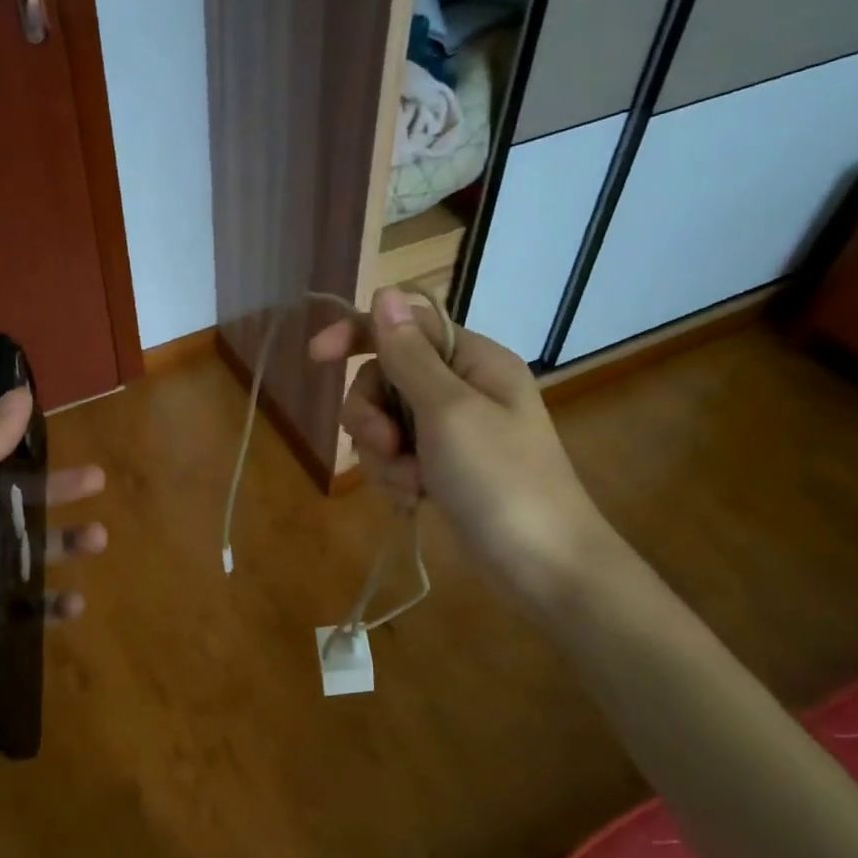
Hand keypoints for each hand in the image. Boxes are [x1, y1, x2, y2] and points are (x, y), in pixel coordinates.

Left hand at [0, 387, 105, 756]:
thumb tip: (19, 395)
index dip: (20, 445)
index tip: (59, 434)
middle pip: (14, 505)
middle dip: (57, 491)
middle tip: (98, 482)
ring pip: (29, 556)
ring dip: (65, 544)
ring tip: (98, 540)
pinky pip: (31, 610)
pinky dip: (54, 604)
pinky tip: (75, 605)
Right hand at [309, 287, 607, 604]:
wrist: (541, 565)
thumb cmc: (500, 479)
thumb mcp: (448, 411)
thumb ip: (409, 355)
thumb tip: (384, 292)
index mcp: (473, 361)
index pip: (404, 326)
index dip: (357, 333)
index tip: (316, 357)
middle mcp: (462, 388)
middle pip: (385, 378)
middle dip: (371, 414)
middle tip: (384, 446)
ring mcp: (451, 431)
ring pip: (385, 422)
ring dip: (383, 454)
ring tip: (409, 483)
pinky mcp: (442, 468)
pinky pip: (397, 456)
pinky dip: (395, 476)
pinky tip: (413, 499)